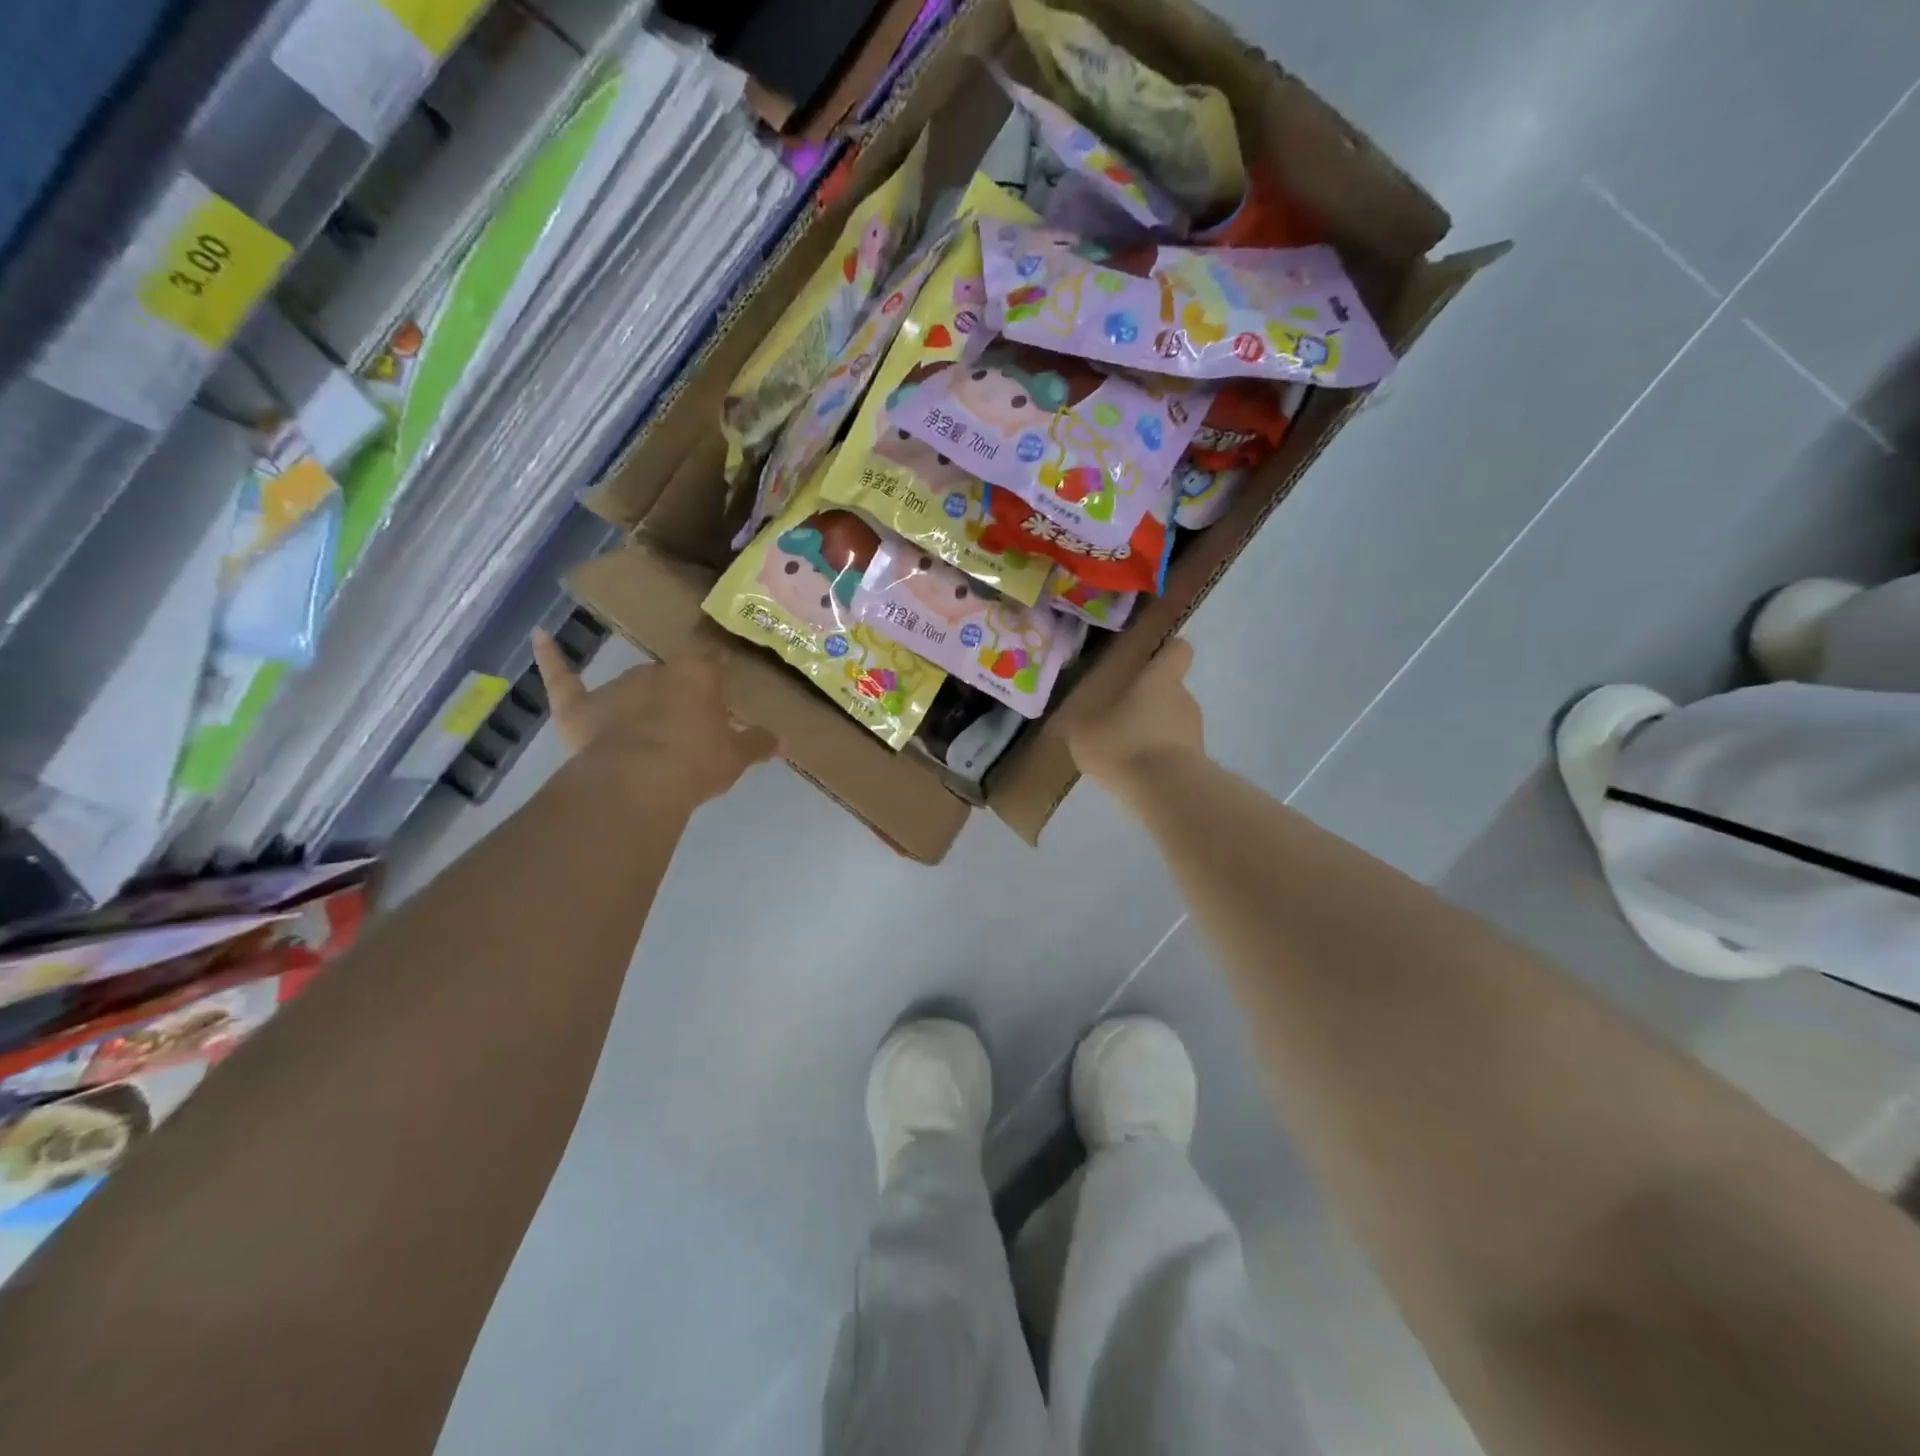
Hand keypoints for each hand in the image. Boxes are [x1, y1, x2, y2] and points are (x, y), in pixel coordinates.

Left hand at [532, 631, 777, 809]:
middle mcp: (656, 670)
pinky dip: (551, 657)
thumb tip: (781, 741)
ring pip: (633, 685)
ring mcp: (615, 687)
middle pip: (673, 676)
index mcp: (697, 675)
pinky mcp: (578, 707)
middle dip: (681, 695)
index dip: (719, 674)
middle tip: (691, 723)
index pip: (713, 662)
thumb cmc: (695, 764)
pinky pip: (563, 678)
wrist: (637, 783)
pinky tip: (541, 635)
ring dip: (643, 699)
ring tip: (652, 726)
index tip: (725, 683)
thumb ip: (758, 744)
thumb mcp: (736, 758)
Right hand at [1067, 637, 1204, 798]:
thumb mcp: (1084, 732)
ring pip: (1173, 723)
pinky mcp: (1199, 762)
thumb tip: (1082, 718)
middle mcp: (1185, 698)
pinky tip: (1138, 776)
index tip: (1151, 660)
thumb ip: (1084, 721)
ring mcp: (1196, 732)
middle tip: (1121, 719)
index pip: (1178, 650)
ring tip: (1127, 753)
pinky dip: (1160, 759)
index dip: (1167, 652)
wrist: (1167, 791)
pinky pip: (1176, 752)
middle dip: (1149, 703)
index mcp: (1160, 679)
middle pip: (1170, 691)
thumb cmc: (1124, 745)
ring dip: (1154, 733)